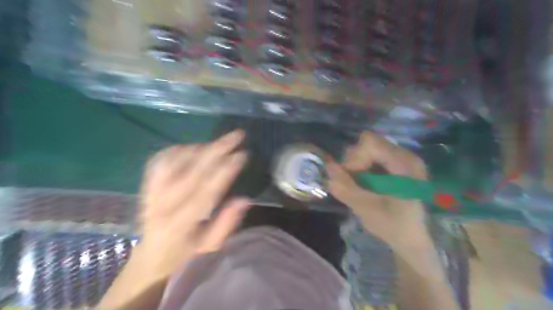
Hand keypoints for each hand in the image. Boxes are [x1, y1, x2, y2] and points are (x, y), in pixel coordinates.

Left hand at [137, 130, 249, 278]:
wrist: (149, 259)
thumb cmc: (184, 256)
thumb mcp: (209, 248)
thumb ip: (226, 224)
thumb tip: (245, 199)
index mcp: (180, 224)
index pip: (206, 191)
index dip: (226, 170)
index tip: (242, 154)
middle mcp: (163, 206)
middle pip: (192, 171)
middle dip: (217, 150)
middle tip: (236, 136)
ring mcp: (151, 194)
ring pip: (174, 162)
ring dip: (199, 148)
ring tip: (218, 143)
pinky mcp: (145, 187)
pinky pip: (159, 162)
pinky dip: (176, 150)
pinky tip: (192, 147)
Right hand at [327, 133, 430, 248]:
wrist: (412, 240)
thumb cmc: (393, 226)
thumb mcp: (366, 209)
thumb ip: (346, 187)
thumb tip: (328, 166)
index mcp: (404, 164)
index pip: (370, 143)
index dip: (354, 158)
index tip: (350, 178)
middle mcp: (405, 155)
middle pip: (368, 144)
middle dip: (354, 162)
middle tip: (352, 183)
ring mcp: (402, 159)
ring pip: (368, 149)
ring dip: (357, 166)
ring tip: (358, 185)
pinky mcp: (397, 165)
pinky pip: (372, 157)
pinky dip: (362, 169)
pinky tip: (365, 185)